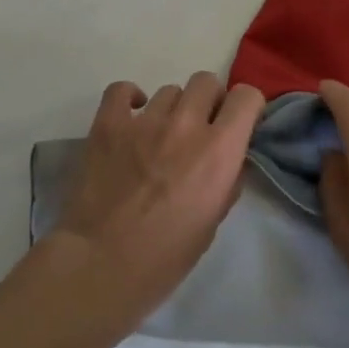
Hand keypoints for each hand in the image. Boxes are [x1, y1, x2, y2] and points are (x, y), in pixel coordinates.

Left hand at [51, 72, 266, 326]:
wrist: (101, 265)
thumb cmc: (165, 256)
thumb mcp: (213, 221)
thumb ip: (226, 180)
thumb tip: (228, 159)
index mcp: (219, 150)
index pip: (247, 96)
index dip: (246, 107)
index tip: (239, 123)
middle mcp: (186, 125)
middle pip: (206, 82)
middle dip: (209, 101)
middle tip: (199, 129)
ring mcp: (144, 121)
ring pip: (169, 90)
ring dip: (172, 109)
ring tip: (159, 136)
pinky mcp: (108, 124)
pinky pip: (121, 90)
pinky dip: (129, 98)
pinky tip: (131, 117)